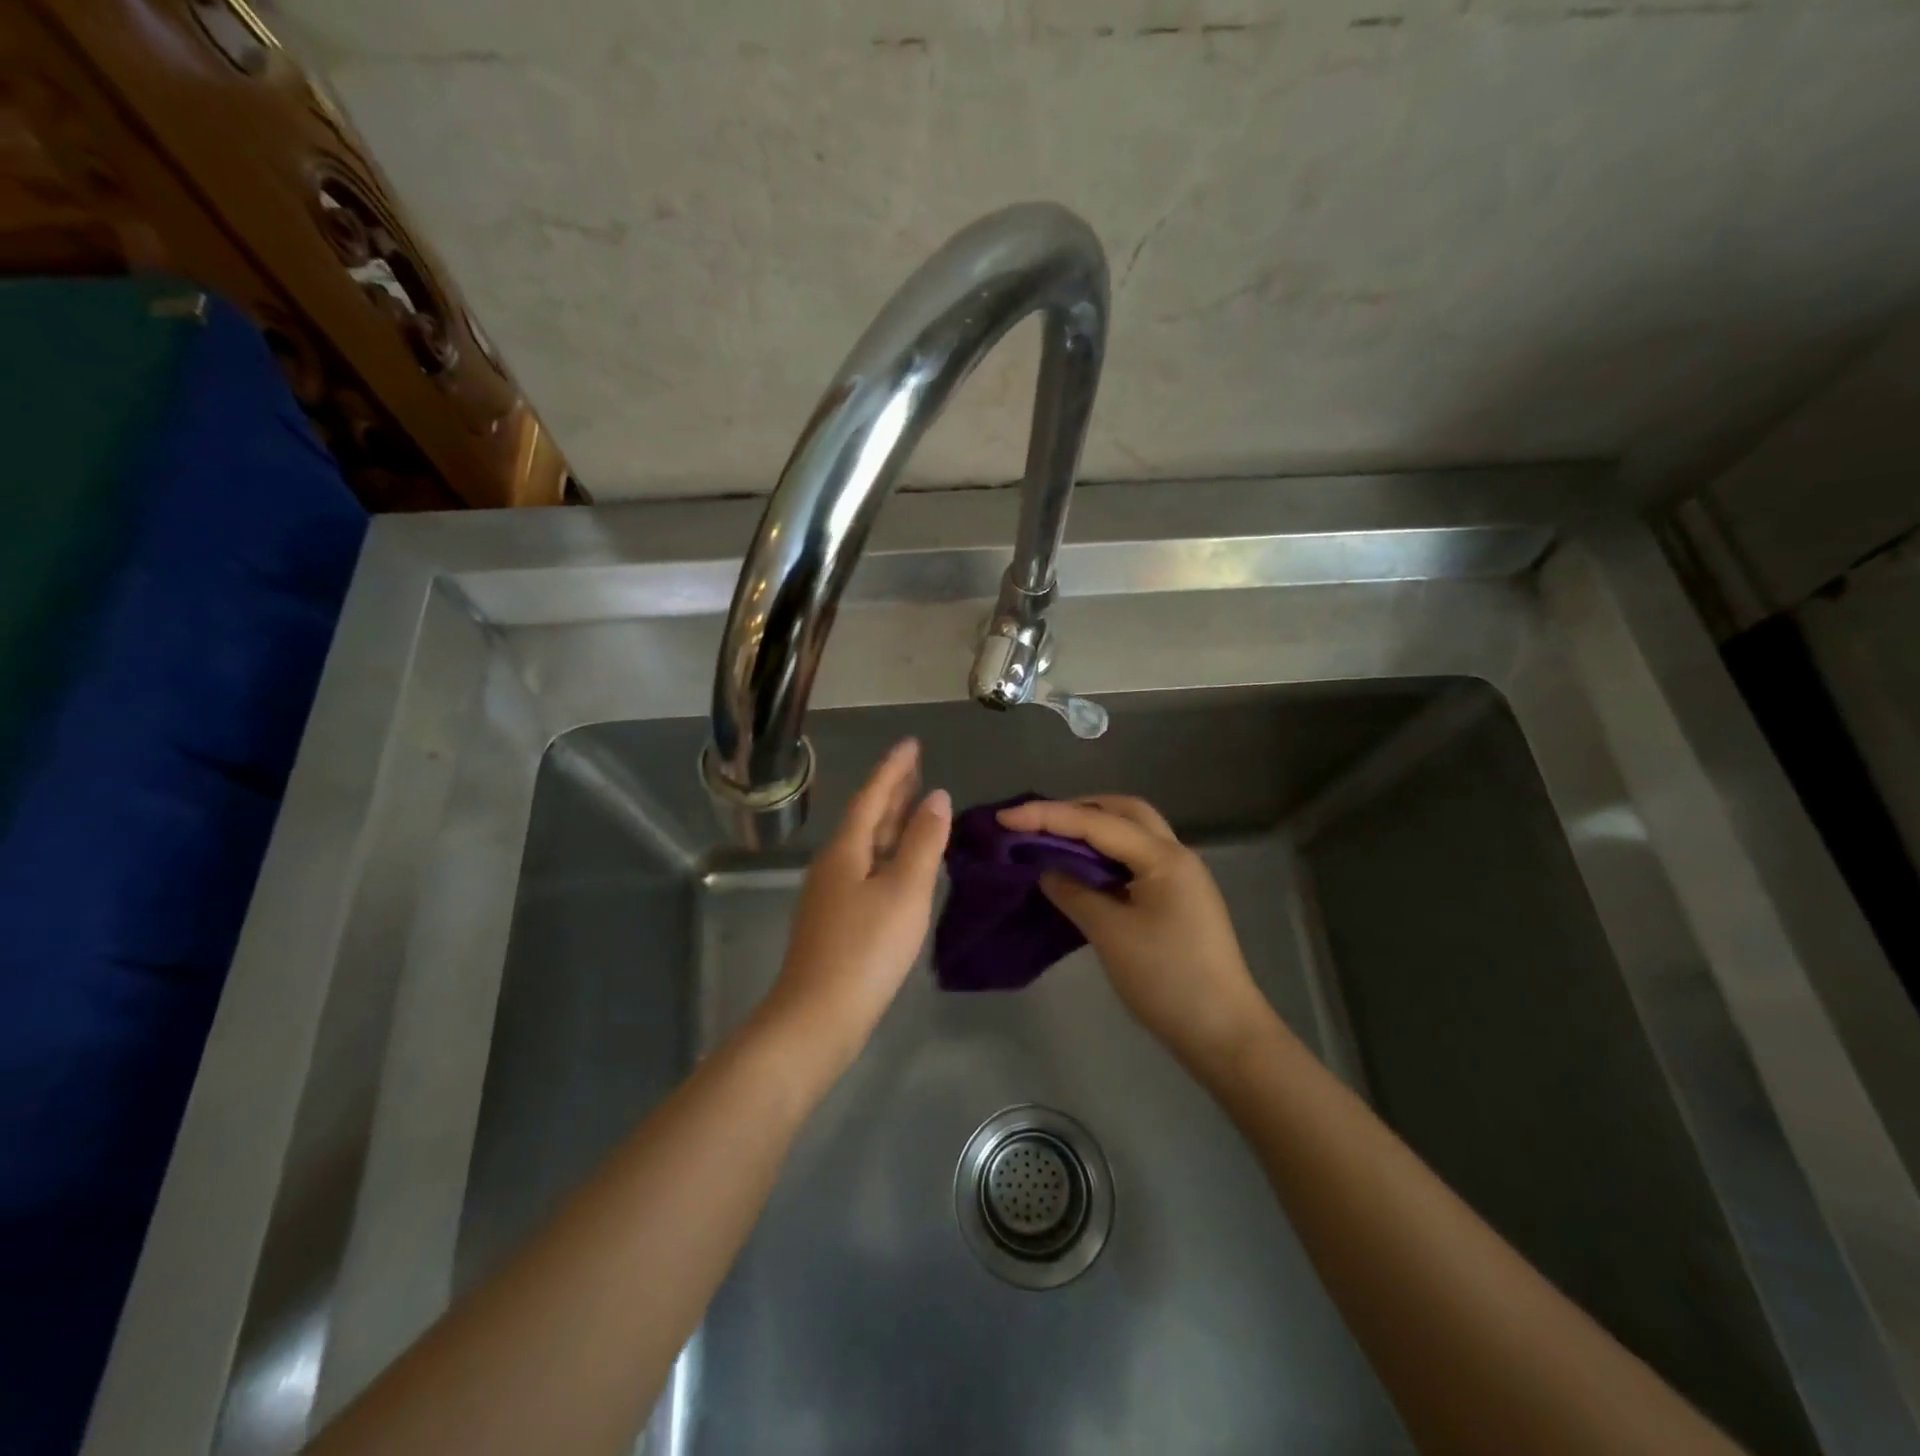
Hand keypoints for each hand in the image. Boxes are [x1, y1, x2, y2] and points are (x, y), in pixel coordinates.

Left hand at [763, 739, 950, 1062]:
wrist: (817, 1017)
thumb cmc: (865, 949)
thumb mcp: (904, 891)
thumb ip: (922, 842)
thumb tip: (937, 797)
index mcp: (846, 849)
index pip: (873, 795)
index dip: (894, 768)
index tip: (912, 743)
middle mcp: (834, 864)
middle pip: (867, 817)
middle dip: (892, 791)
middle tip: (916, 767)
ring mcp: (831, 893)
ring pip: (867, 844)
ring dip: (890, 822)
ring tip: (914, 805)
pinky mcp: (837, 919)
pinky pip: (867, 869)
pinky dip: (888, 854)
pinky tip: (900, 863)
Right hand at [996, 795, 1277, 1075]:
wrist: (1223, 1033)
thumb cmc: (1167, 980)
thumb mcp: (1110, 935)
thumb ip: (1074, 894)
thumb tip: (1048, 871)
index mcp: (1163, 857)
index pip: (1097, 822)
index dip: (1047, 816)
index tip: (1005, 818)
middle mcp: (1175, 855)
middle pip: (1124, 811)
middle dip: (1078, 808)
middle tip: (1037, 822)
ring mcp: (1180, 877)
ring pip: (1132, 833)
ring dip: (1093, 829)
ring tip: (1052, 840)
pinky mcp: (1177, 899)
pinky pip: (1135, 859)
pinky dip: (1105, 855)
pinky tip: (1081, 871)